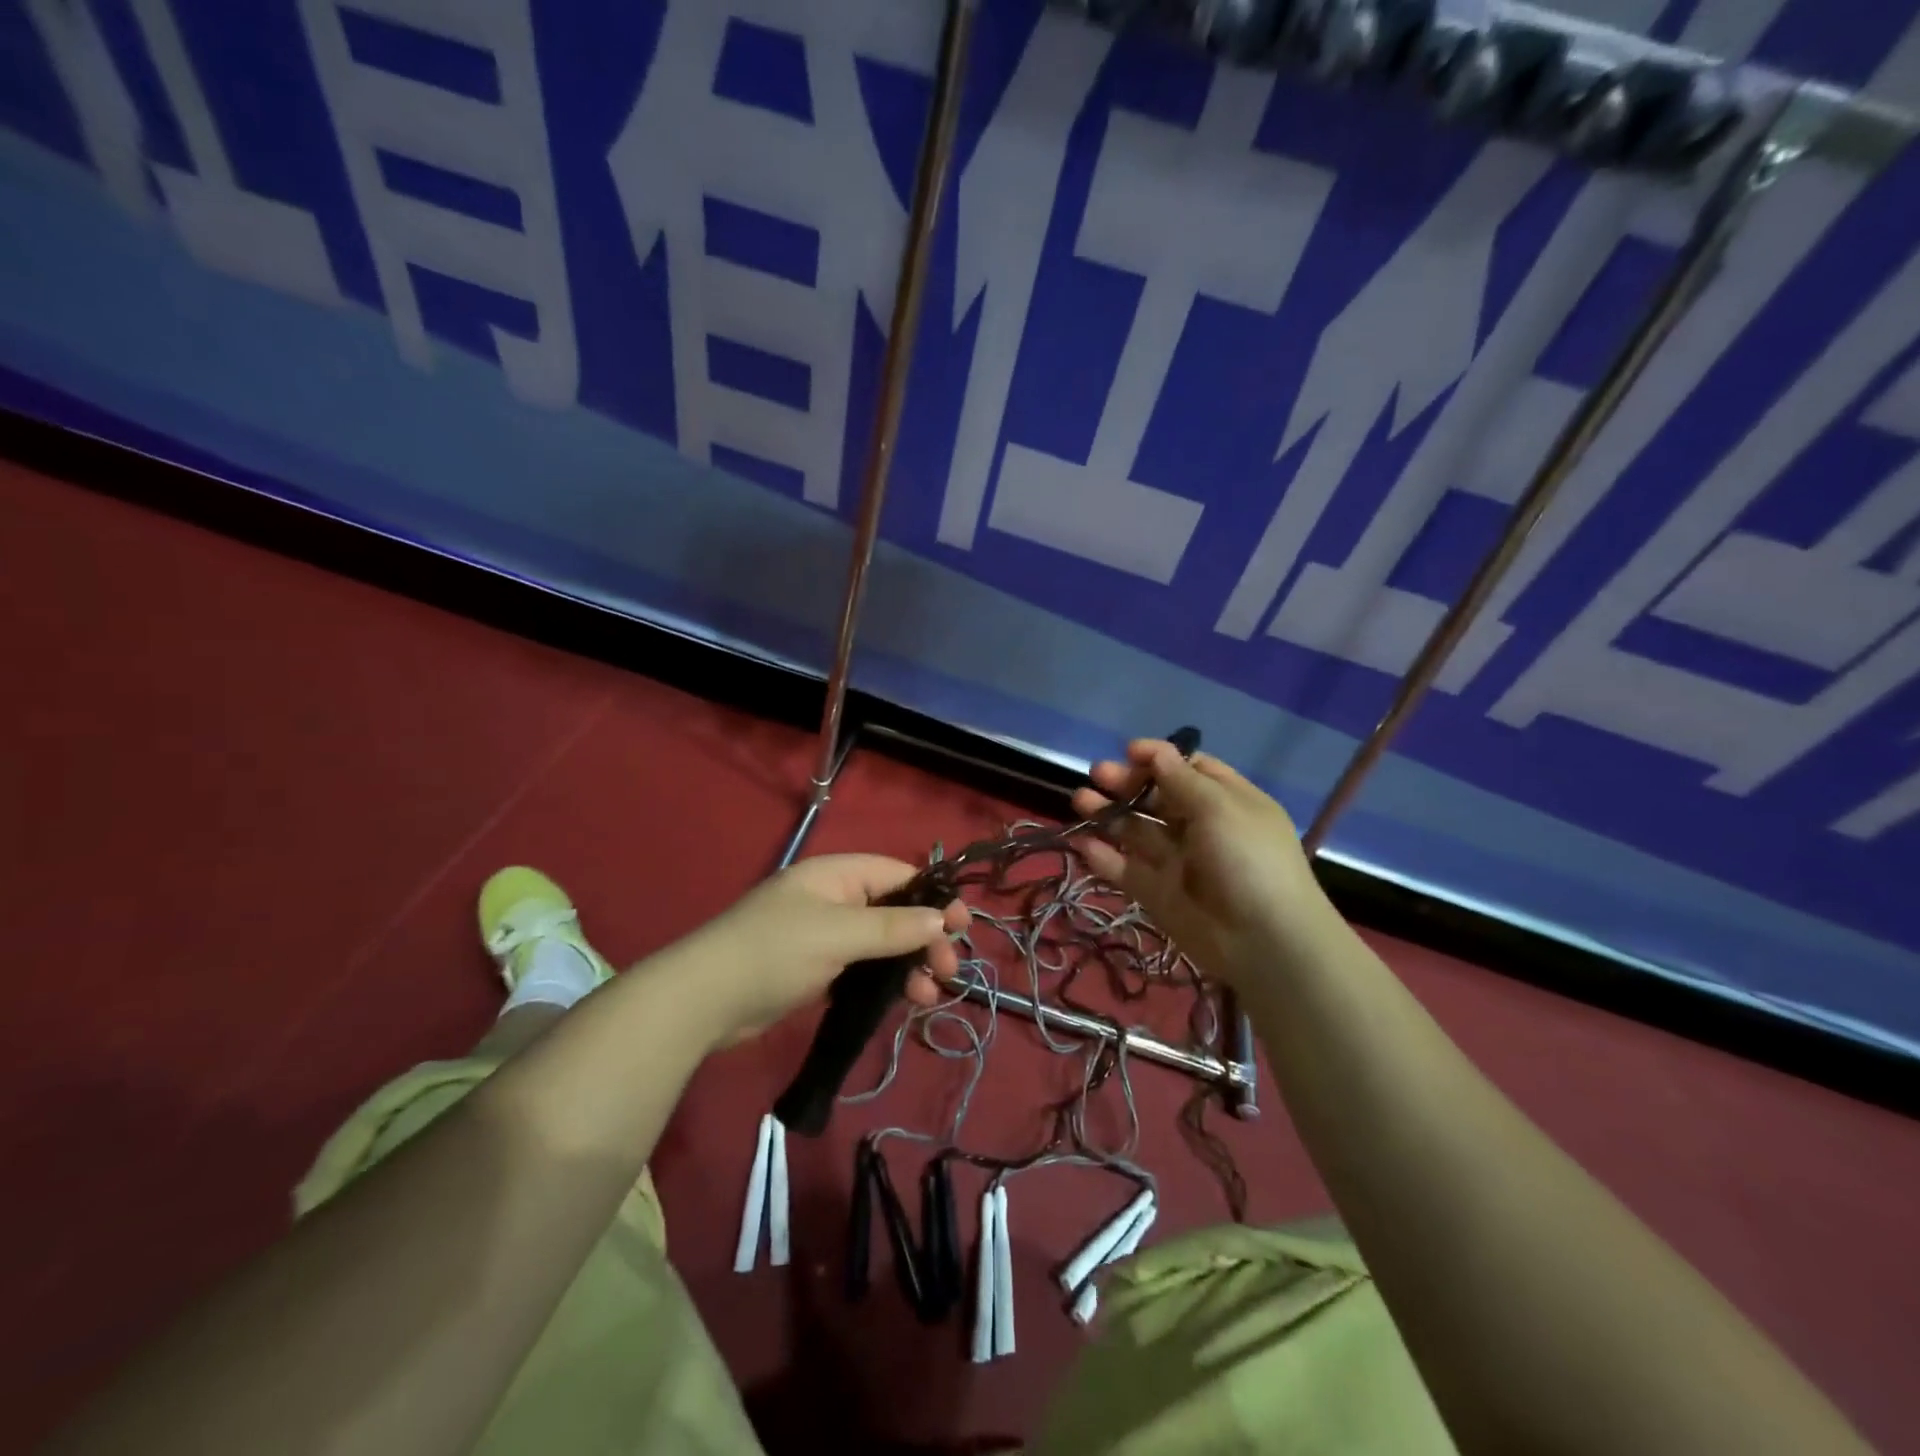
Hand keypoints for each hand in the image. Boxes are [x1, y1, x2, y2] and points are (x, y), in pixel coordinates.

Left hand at [687, 854, 968, 1046]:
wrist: (704, 1000)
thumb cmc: (774, 952)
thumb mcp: (838, 934)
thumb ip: (891, 926)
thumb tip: (942, 918)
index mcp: (836, 875)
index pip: (898, 875)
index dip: (933, 897)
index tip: (962, 926)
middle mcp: (833, 899)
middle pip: (893, 911)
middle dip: (924, 938)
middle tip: (948, 970)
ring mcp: (823, 935)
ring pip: (880, 943)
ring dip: (908, 965)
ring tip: (929, 994)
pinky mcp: (814, 969)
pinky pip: (861, 968)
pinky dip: (883, 981)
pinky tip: (901, 1001)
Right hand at [1072, 740, 1333, 986]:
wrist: (1263, 941)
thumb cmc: (1247, 858)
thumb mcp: (1219, 807)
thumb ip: (1180, 778)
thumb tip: (1154, 751)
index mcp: (1226, 802)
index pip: (1189, 769)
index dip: (1159, 758)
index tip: (1128, 751)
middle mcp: (1201, 828)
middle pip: (1157, 798)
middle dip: (1126, 783)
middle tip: (1097, 774)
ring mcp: (1178, 862)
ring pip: (1136, 831)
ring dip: (1108, 814)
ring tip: (1080, 800)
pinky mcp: (1158, 894)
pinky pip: (1126, 870)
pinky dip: (1103, 856)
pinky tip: (1081, 842)